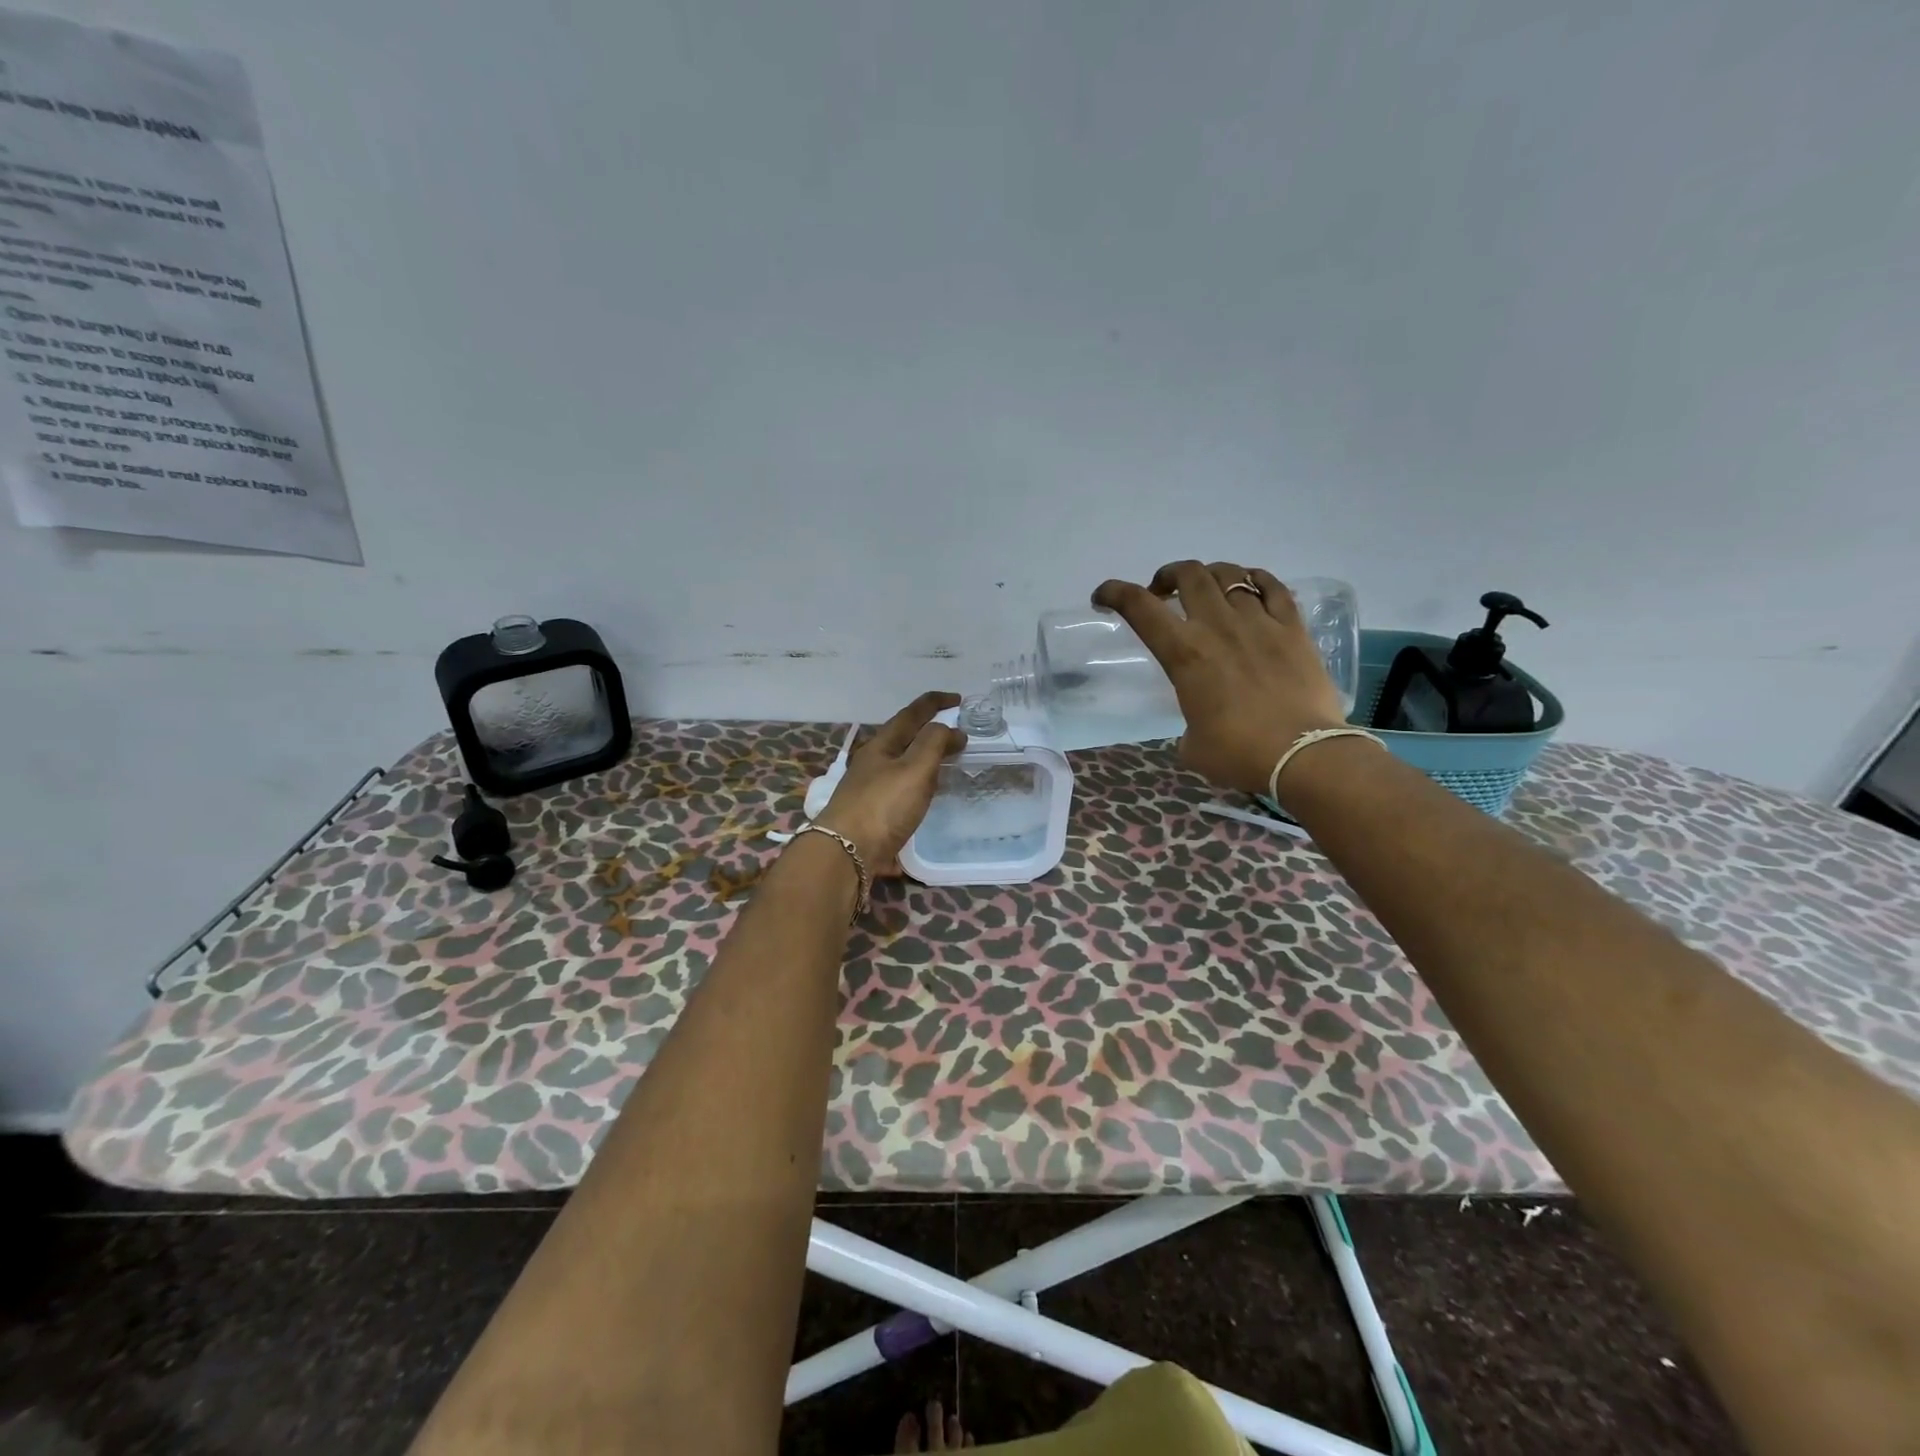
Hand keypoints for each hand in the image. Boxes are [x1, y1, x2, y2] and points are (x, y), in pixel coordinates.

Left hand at [814, 691, 968, 873]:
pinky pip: (902, 790)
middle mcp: (873, 763)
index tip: (958, 699)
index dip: (935, 703)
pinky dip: (920, 785)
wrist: (845, 853)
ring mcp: (870, 789)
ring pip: (902, 765)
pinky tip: (927, 797)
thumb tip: (950, 728)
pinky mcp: (873, 814)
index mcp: (881, 745)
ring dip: (925, 759)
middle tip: (957, 734)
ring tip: (947, 762)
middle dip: (930, 731)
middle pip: (904, 738)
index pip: (911, 714)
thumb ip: (933, 744)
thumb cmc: (882, 806)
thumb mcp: (914, 769)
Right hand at [1094, 560, 1348, 794]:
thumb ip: (1188, 722)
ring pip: (1229, 574)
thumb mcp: (1192, 744)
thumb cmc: (1238, 754)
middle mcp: (1217, 626)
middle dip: (1167, 576)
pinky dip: (1255, 579)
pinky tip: (1251, 586)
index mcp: (1184, 653)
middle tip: (1163, 592)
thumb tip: (1199, 724)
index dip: (1114, 592)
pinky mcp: (1293, 628)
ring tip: (1208, 590)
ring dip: (1209, 576)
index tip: (1103, 596)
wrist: (1304, 755)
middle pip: (1188, 574)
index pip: (1138, 607)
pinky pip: (1273, 586)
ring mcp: (1259, 622)